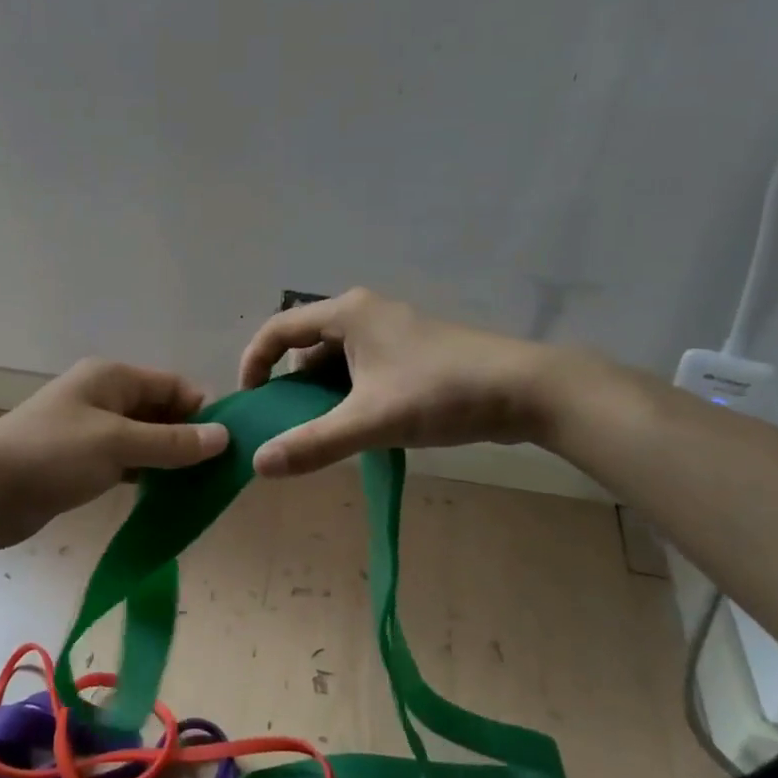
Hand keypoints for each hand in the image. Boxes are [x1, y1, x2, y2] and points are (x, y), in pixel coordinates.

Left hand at [0, 358, 228, 547]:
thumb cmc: (50, 455)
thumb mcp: (117, 444)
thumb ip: (172, 442)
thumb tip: (224, 437)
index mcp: (112, 378)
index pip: (173, 385)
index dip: (203, 411)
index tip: (231, 445)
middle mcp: (104, 398)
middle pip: (160, 412)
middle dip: (190, 438)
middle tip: (221, 473)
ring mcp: (91, 432)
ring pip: (144, 440)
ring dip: (170, 460)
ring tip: (202, 488)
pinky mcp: (81, 463)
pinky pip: (126, 463)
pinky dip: (147, 476)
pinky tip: (167, 497)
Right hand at [238, 288, 582, 476]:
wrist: (527, 390)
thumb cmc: (441, 393)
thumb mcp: (371, 421)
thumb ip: (313, 443)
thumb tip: (259, 464)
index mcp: (348, 313)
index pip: (278, 328)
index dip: (255, 362)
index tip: (251, 402)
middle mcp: (365, 313)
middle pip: (306, 345)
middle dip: (290, 385)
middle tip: (285, 425)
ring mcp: (392, 331)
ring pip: (336, 361)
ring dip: (322, 394)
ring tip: (321, 433)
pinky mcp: (412, 352)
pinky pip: (362, 369)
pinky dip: (349, 395)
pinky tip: (359, 427)